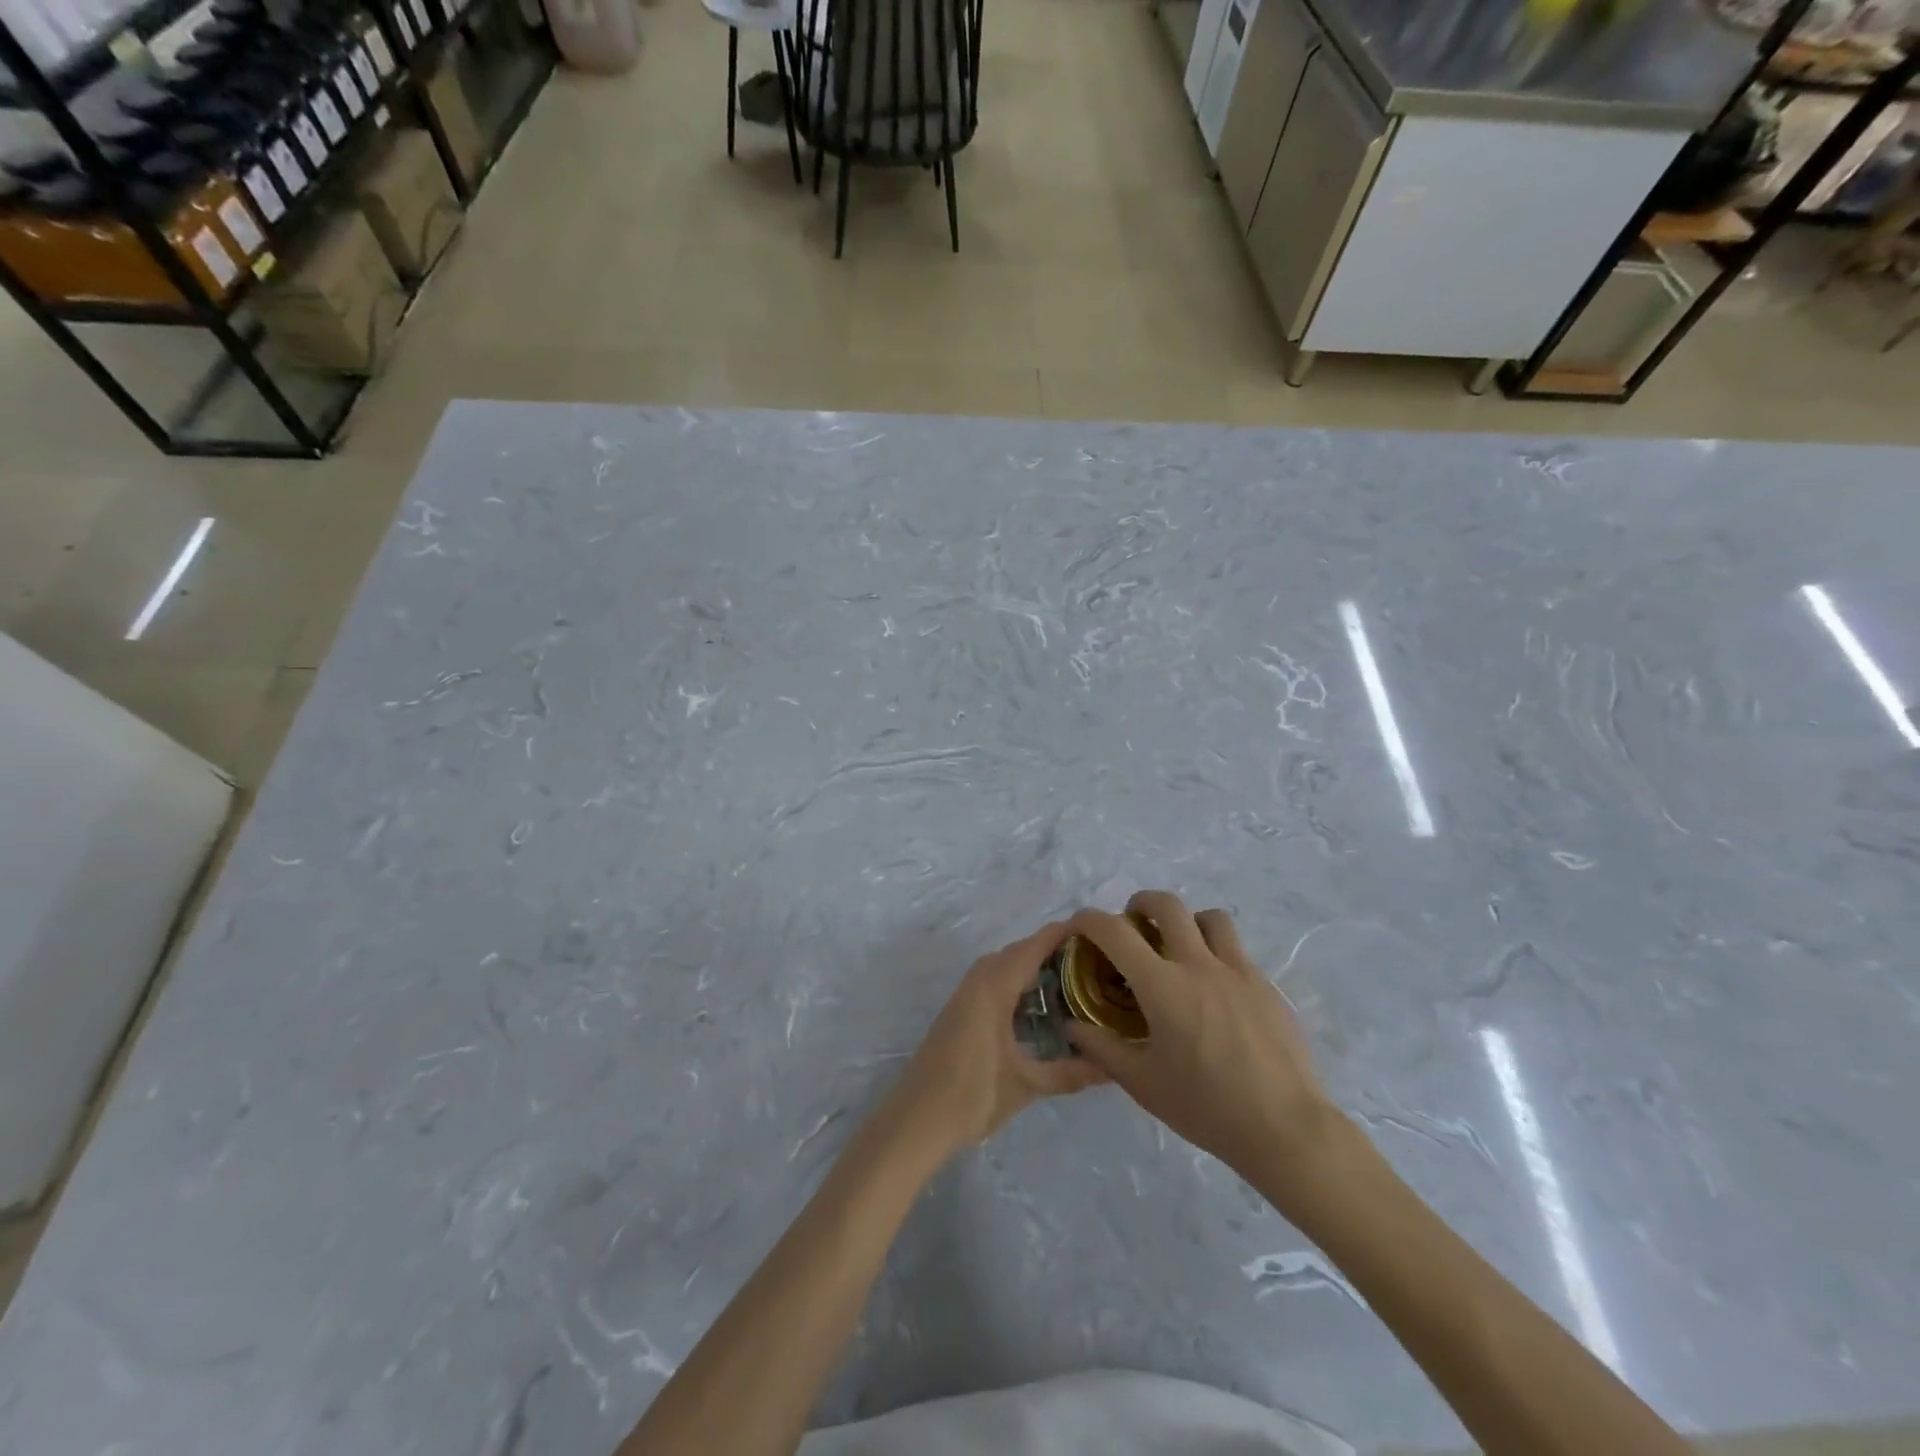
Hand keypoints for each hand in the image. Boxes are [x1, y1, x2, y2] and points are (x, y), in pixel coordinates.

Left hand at [887, 922, 1107, 1156]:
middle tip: (1089, 961)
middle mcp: (977, 983)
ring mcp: (963, 997)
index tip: (1094, 931)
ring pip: (1001, 966)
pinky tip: (1034, 1006)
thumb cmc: (971, 1096)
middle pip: (1016, 952)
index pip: (1031, 948)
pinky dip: (1014, 981)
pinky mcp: (957, 1012)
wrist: (915, 1121)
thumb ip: (1070, 1073)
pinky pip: (991, 981)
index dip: (1060, 935)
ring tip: (1068, 980)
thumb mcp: (1026, 1085)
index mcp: (993, 989)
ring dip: (1030, 965)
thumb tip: (1112, 1068)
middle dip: (1049, 950)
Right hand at [1065, 893, 1343, 1201]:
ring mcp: (1238, 970)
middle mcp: (1199, 965)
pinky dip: (1216, 951)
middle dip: (1141, 903)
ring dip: (1186, 921)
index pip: (1115, 933)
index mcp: (1163, 986)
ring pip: (1209, 917)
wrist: (1286, 1128)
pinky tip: (1214, 988)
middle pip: (1167, 905)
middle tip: (1133, 923)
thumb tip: (1072, 1026)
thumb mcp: (1143, 1084)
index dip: (1089, 920)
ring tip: (1179, 945)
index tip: (1079, 925)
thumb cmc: (1207, 1107)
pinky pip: (1236, 949)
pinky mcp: (1265, 985)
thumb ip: (1102, 1049)